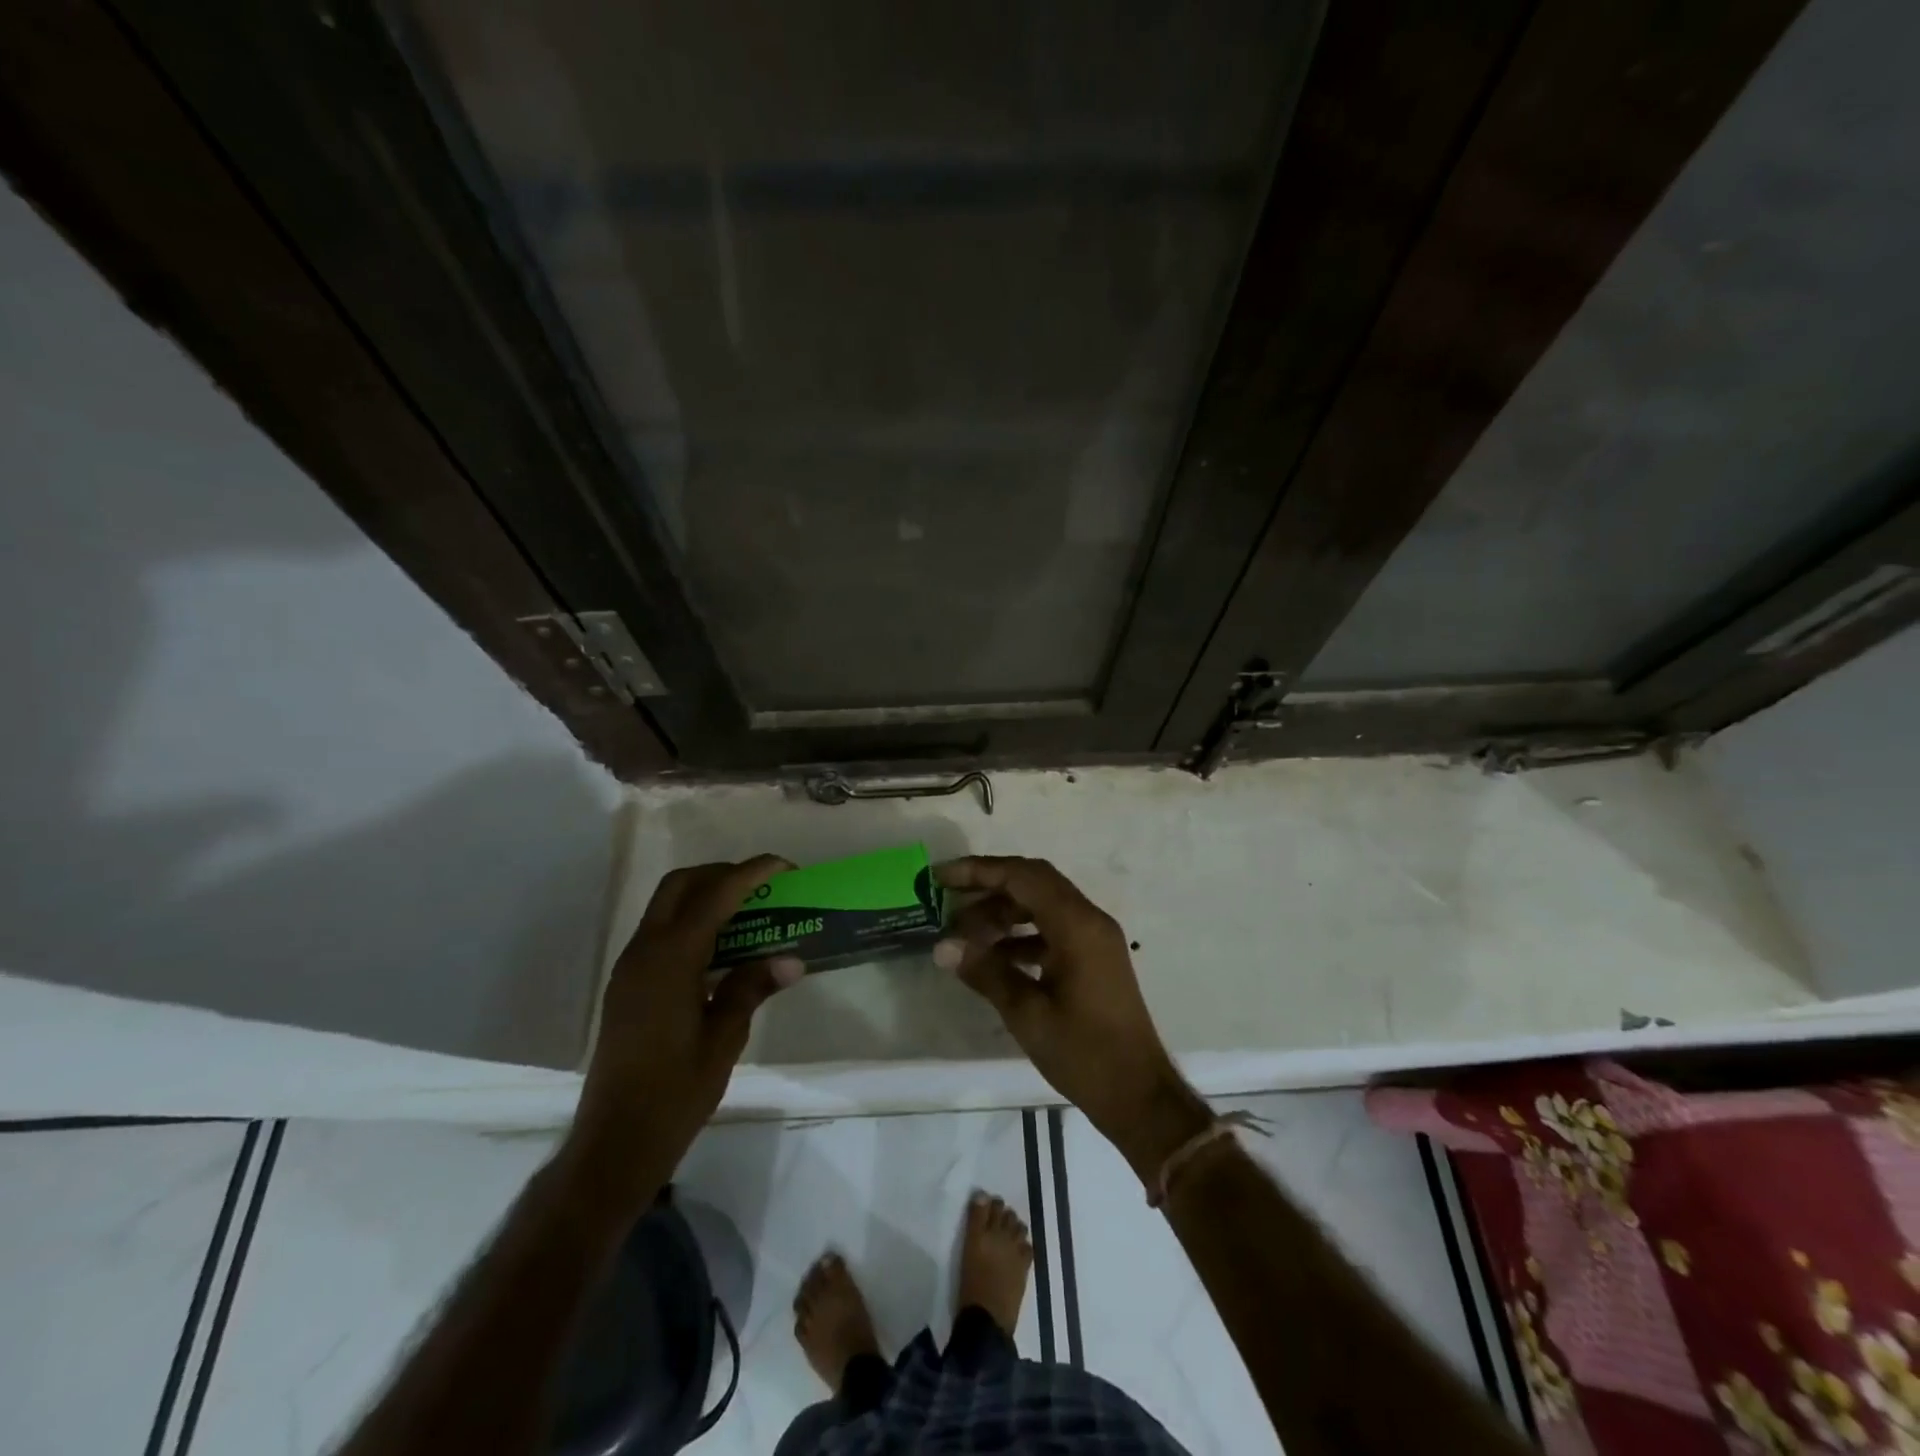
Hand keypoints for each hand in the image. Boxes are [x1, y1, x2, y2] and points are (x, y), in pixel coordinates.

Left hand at [563, 856, 802, 1212]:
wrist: (614, 1142)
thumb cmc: (674, 1092)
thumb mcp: (724, 1039)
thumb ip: (751, 988)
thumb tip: (791, 959)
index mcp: (670, 960)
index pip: (715, 895)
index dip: (752, 873)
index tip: (786, 867)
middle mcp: (644, 952)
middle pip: (681, 885)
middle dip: (723, 874)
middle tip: (763, 887)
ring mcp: (631, 968)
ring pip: (667, 906)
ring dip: (706, 896)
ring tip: (749, 913)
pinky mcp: (628, 985)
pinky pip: (661, 932)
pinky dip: (692, 922)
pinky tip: (721, 949)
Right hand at [934, 856, 1211, 1182]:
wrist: (1139, 1095)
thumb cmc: (1084, 1053)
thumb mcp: (1027, 1013)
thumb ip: (986, 972)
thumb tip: (943, 946)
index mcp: (1078, 925)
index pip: (1024, 876)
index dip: (980, 871)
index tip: (942, 878)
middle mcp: (1089, 920)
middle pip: (1034, 883)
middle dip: (988, 886)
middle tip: (948, 900)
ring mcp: (1094, 939)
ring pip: (1042, 906)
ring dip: (1003, 913)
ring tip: (963, 935)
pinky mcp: (1094, 959)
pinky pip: (1053, 930)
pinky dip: (1021, 935)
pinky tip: (992, 957)